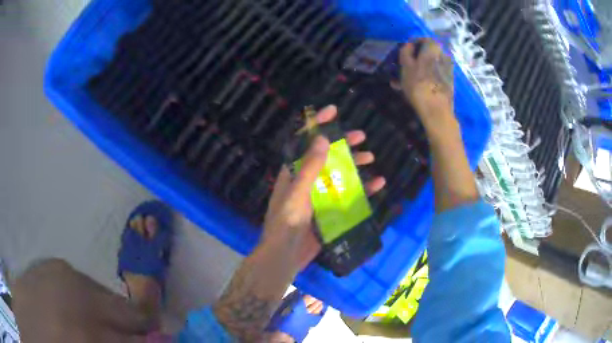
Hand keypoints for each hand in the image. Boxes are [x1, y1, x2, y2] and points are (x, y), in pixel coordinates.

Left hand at [260, 105, 385, 270]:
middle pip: (326, 156)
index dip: (317, 125)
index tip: (333, 111)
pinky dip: (363, 190)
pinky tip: (377, 184)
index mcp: (293, 172)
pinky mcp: (329, 210)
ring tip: (370, 157)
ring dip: (354, 165)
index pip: (304, 142)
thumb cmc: (285, 223)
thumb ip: (309, 168)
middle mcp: (306, 181)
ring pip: (339, 174)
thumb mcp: (296, 193)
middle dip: (342, 144)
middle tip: (361, 136)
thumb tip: (323, 138)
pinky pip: (348, 196)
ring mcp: (319, 196)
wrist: (285, 256)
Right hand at [392, 39, 455, 130]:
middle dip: (416, 58)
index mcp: (434, 48)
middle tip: (405, 65)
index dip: (412, 43)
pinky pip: (435, 75)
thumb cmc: (419, 85)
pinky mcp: (449, 83)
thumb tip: (409, 45)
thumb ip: (406, 52)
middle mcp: (444, 56)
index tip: (404, 50)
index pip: (423, 39)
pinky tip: (416, 86)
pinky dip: (426, 77)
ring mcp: (449, 70)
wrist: (437, 110)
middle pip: (429, 53)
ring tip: (407, 79)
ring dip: (420, 69)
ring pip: (431, 65)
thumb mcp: (406, 66)